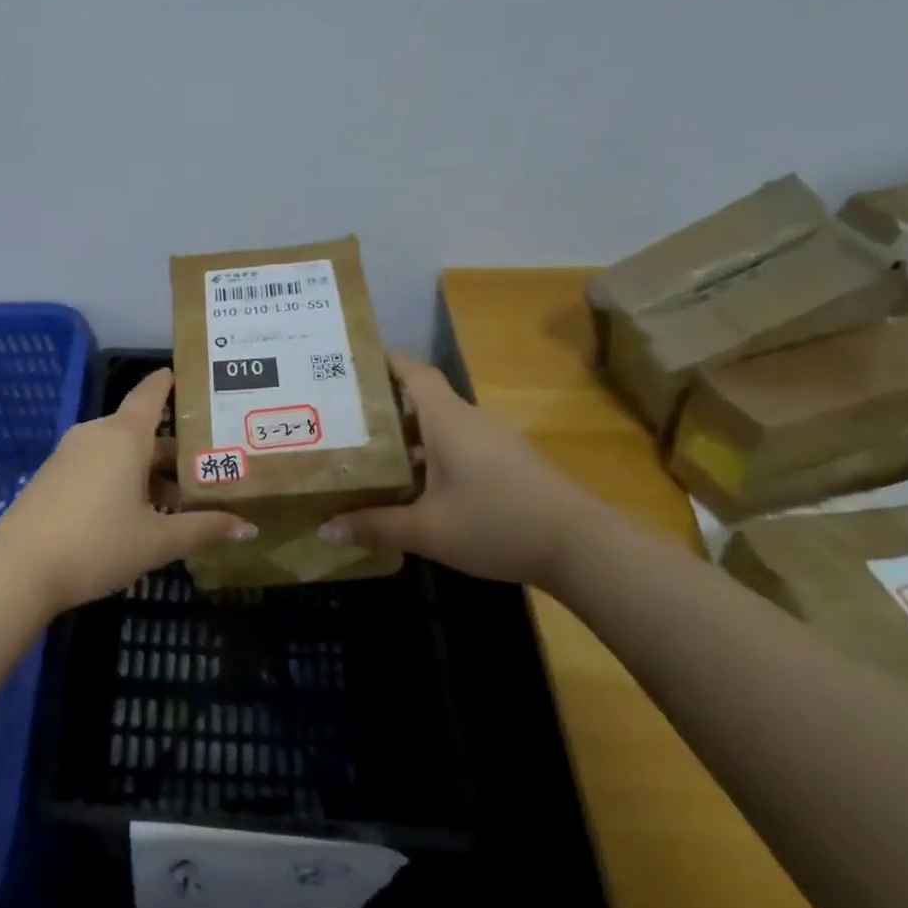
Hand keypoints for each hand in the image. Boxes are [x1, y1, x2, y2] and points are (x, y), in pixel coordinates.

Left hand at [0, 369, 256, 611]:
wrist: (19, 568)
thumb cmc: (98, 544)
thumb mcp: (158, 541)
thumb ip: (204, 529)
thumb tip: (249, 528)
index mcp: (124, 436)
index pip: (151, 393)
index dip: (169, 383)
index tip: (187, 376)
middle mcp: (96, 434)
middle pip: (140, 430)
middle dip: (171, 450)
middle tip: (205, 468)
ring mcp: (69, 453)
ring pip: (118, 451)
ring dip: (145, 469)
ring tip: (174, 501)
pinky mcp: (52, 475)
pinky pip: (96, 464)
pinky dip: (119, 477)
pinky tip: (133, 513)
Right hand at [316, 352, 605, 585]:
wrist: (583, 547)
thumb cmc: (496, 522)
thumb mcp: (427, 530)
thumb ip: (375, 526)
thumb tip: (325, 529)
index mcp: (447, 420)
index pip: (413, 371)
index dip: (384, 360)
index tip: (351, 361)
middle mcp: (469, 421)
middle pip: (421, 402)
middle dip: (383, 409)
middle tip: (342, 421)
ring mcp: (493, 443)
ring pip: (440, 428)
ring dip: (407, 439)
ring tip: (369, 458)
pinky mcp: (508, 465)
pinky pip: (459, 448)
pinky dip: (431, 458)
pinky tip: (415, 489)